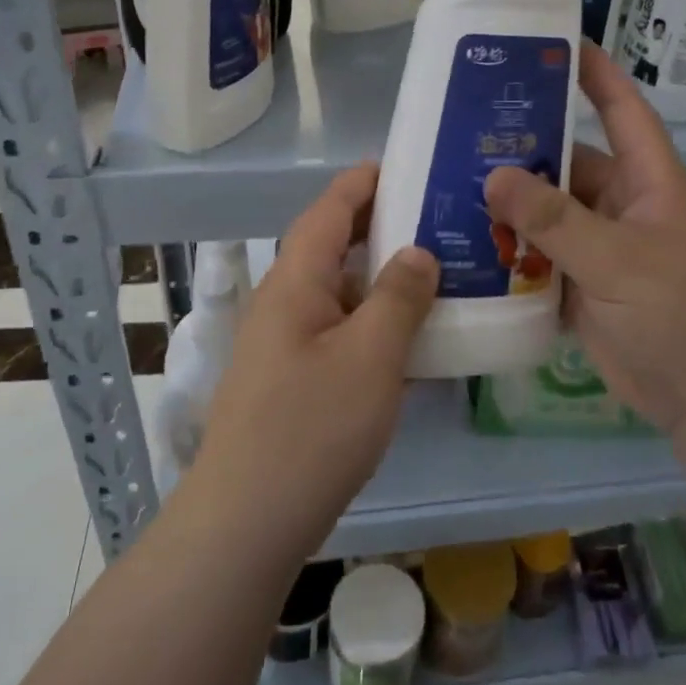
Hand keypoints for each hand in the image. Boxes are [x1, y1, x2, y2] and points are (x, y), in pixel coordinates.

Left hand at [189, 163, 437, 560]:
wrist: (248, 521)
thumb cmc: (311, 427)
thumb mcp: (370, 355)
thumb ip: (398, 298)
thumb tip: (418, 252)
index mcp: (295, 282)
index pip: (328, 210)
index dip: (363, 182)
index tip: (404, 163)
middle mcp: (285, 304)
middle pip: (333, 248)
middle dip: (380, 228)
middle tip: (436, 218)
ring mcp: (286, 345)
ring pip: (340, 294)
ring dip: (381, 280)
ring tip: (437, 273)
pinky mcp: (294, 382)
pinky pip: (340, 333)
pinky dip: (374, 324)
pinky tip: (412, 340)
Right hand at [484, 43, 685, 434]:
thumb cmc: (681, 315)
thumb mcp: (619, 259)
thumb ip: (555, 220)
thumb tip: (493, 175)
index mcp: (649, 184)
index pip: (623, 112)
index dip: (596, 74)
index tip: (556, 42)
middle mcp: (624, 208)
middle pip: (568, 166)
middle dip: (523, 151)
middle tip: (463, 132)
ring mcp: (601, 250)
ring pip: (547, 215)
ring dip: (508, 207)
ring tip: (450, 186)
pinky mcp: (583, 288)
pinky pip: (539, 259)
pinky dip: (509, 254)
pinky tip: (466, 245)